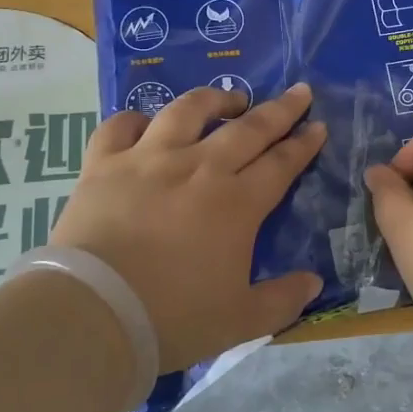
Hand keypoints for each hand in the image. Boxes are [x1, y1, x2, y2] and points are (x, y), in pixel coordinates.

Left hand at [50, 83, 327, 371]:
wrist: (94, 312)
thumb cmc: (173, 317)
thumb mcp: (240, 320)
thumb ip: (283, 300)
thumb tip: (315, 281)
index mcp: (236, 203)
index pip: (280, 164)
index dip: (303, 144)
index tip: (318, 125)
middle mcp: (198, 168)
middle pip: (247, 129)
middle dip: (279, 109)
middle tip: (298, 91)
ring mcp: (149, 159)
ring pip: (187, 111)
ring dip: (213, 100)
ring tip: (228, 98)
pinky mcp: (104, 163)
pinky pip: (120, 126)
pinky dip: (135, 119)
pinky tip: (145, 122)